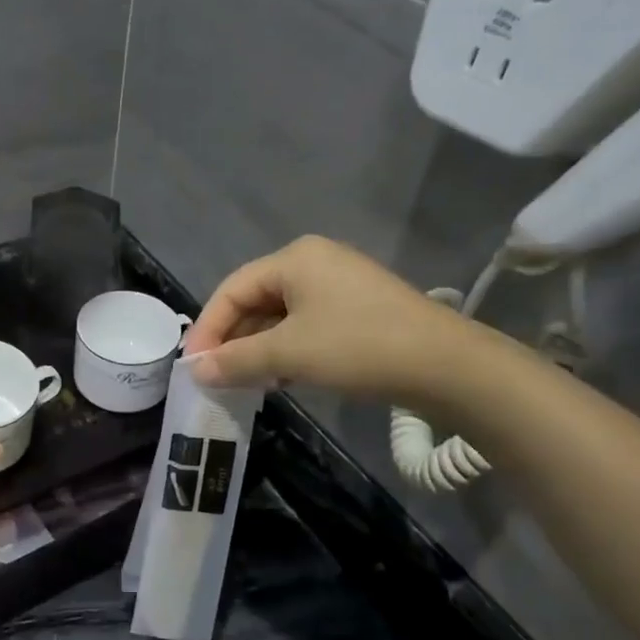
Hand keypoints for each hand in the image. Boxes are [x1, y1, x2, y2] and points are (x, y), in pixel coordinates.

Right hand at [186, 236, 483, 404]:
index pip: (232, 290)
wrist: (448, 366)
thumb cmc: (359, 347)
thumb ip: (236, 360)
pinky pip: (306, 325)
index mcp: (294, 258)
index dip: (207, 328)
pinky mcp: (358, 308)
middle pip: (255, 300)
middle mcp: (314, 262)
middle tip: (216, 376)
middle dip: (233, 340)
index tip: (192, 366)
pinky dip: (287, 349)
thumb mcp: (289, 354)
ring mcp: (339, 284)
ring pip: (280, 316)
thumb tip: (195, 371)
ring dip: (258, 348)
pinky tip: (281, 377)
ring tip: (245, 381)